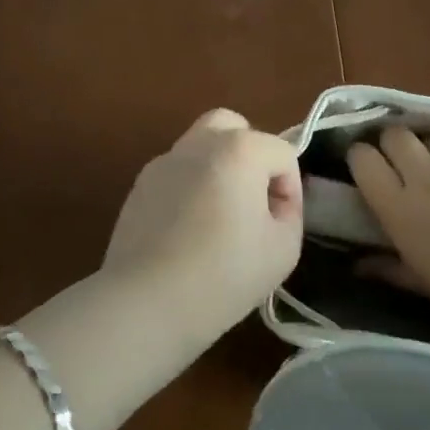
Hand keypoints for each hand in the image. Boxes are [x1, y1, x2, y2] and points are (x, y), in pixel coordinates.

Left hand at [100, 109, 303, 344]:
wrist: (146, 302)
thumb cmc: (224, 274)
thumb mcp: (284, 249)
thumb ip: (288, 212)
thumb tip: (272, 201)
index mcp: (239, 149)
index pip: (281, 153)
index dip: (291, 189)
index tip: (282, 224)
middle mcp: (198, 143)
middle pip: (233, 127)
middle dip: (251, 155)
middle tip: (253, 199)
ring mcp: (163, 162)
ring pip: (200, 147)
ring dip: (218, 169)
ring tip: (220, 216)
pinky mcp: (138, 187)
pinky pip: (176, 174)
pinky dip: (189, 188)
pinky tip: (188, 230)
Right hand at [347, 128, 429, 354]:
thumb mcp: (427, 284)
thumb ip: (389, 266)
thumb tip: (358, 264)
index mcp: (400, 208)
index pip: (363, 158)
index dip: (365, 159)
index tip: (373, 169)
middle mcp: (426, 176)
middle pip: (396, 134)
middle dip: (397, 146)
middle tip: (410, 167)